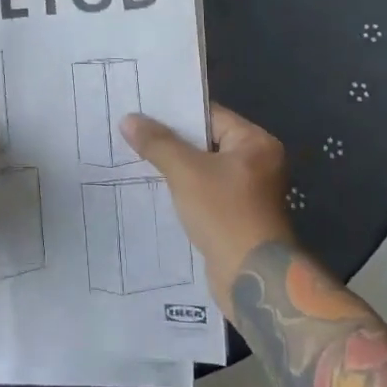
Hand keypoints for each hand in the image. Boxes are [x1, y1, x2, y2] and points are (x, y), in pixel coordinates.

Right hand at [121, 104, 295, 313]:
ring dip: (176, 167)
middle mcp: (258, 162)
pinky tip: (155, 188)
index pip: (210, 116)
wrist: (251, 278)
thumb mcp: (186, 172)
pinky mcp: (237, 216)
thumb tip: (128, 119)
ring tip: (137, 157)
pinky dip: (184, 189)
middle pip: (207, 142)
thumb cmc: (224, 213)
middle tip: (134, 131)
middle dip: (172, 141)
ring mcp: (249, 192)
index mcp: (255, 143)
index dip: (176, 113)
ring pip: (204, 169)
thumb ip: (158, 143)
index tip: (143, 109)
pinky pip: (205, 192)